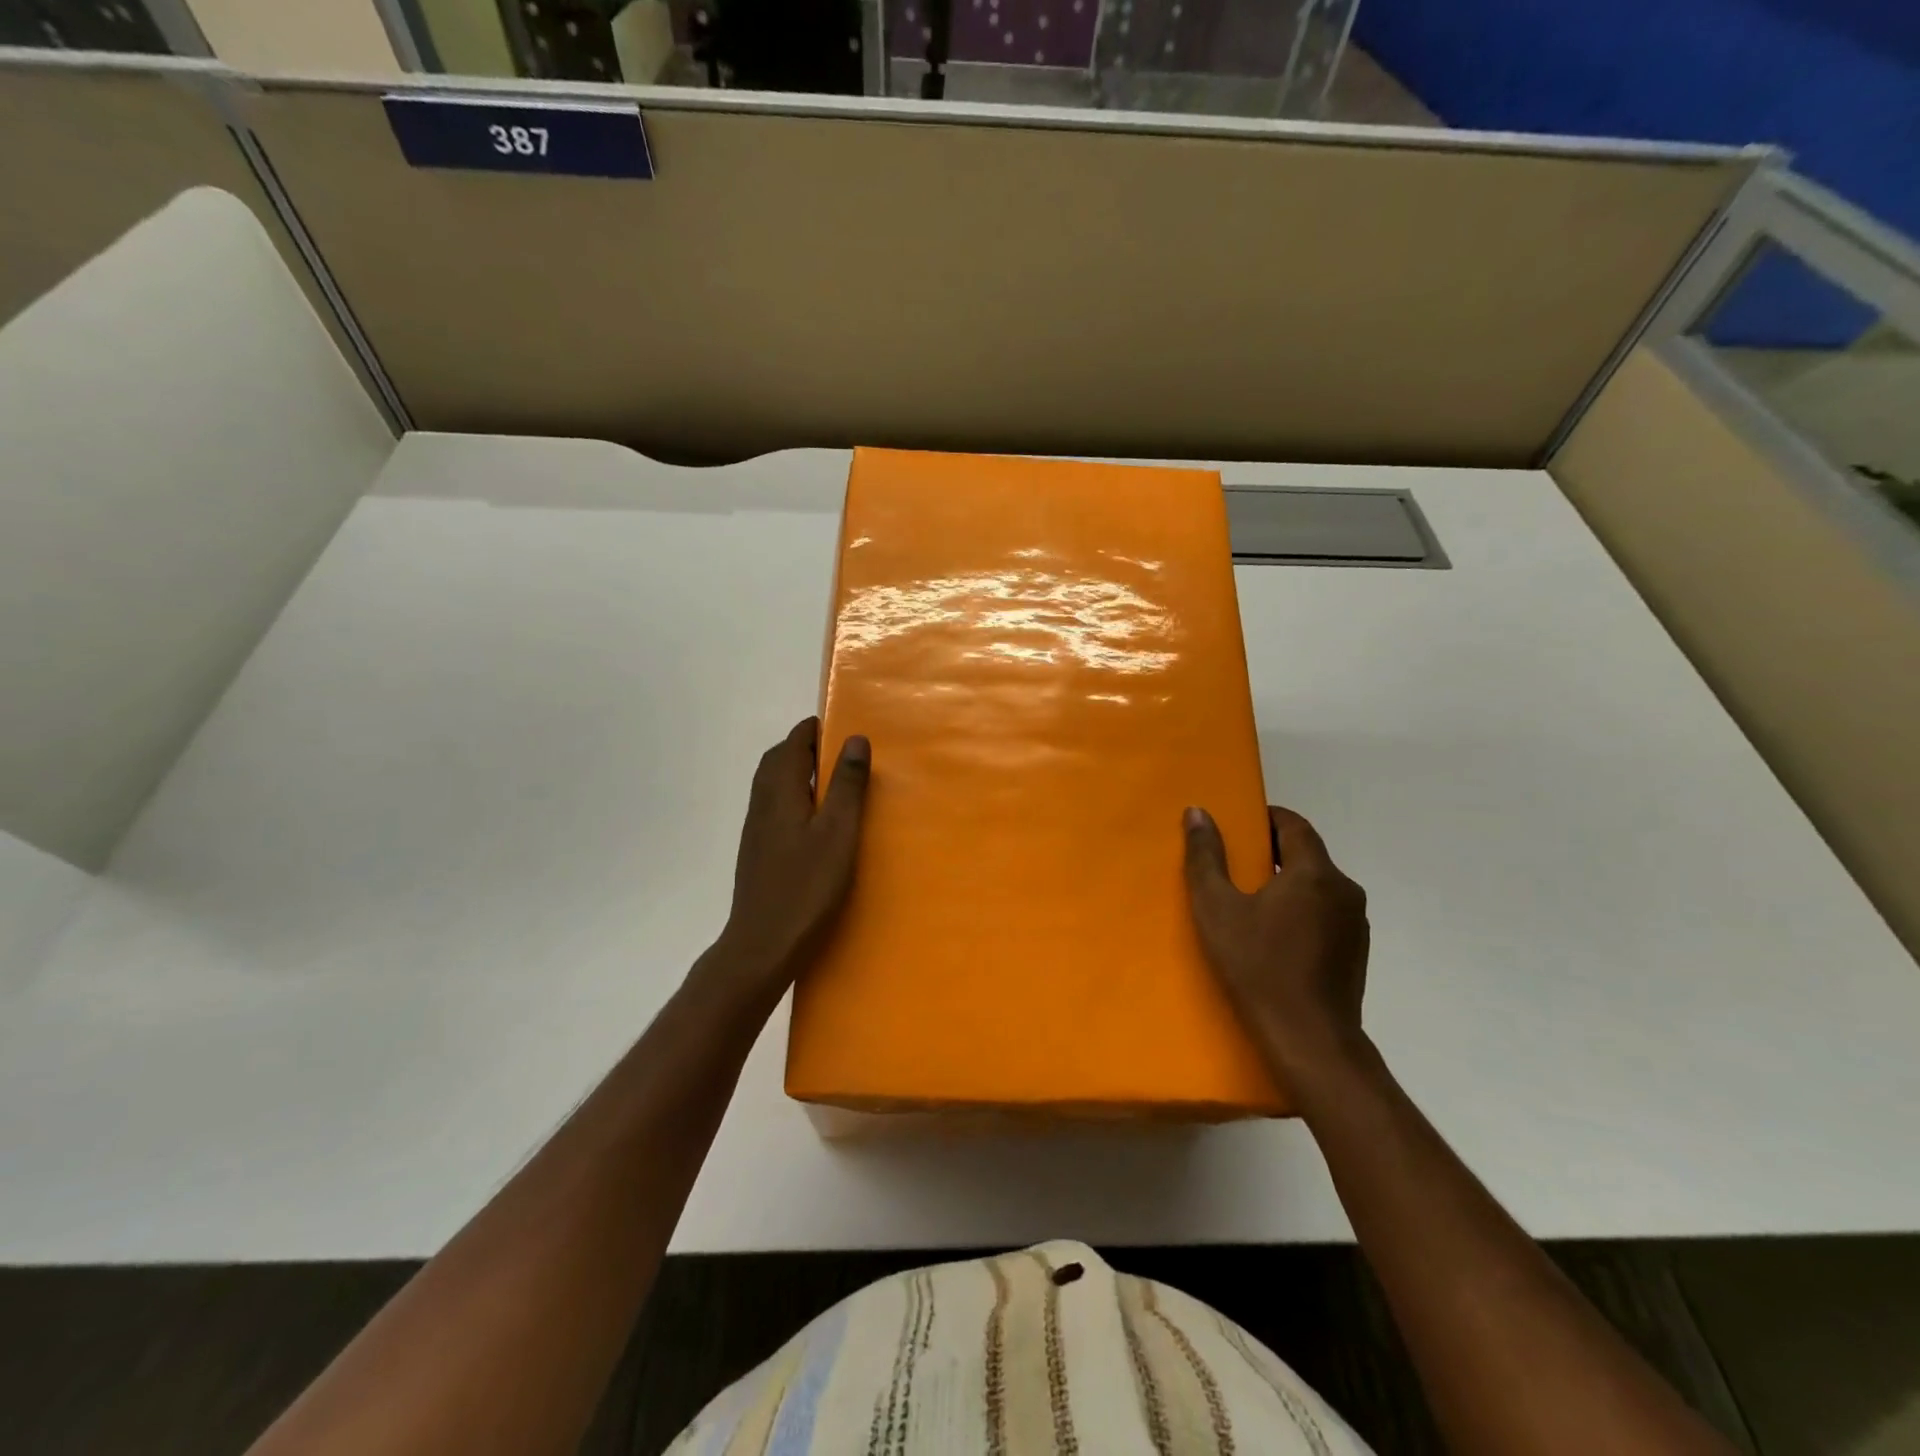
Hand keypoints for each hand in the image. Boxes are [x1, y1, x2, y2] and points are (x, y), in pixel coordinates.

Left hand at [711, 718, 870, 997]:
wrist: (761, 944)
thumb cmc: (806, 887)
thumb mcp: (838, 833)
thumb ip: (847, 785)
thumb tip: (854, 738)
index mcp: (781, 791)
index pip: (793, 743)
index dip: (814, 730)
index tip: (841, 726)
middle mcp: (762, 803)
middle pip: (778, 760)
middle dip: (804, 747)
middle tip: (839, 752)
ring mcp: (756, 828)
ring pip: (772, 784)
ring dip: (797, 772)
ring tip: (831, 782)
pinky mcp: (757, 850)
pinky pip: (773, 806)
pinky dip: (793, 796)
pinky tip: (814, 820)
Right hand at [1183, 804, 1370, 1081]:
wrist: (1310, 1041)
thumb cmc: (1257, 967)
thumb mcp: (1217, 908)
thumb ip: (1205, 856)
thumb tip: (1197, 812)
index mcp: (1315, 872)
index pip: (1294, 824)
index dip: (1264, 819)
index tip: (1236, 827)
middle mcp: (1344, 889)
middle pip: (1306, 854)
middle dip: (1271, 852)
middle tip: (1233, 865)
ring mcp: (1356, 923)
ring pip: (1317, 885)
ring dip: (1287, 883)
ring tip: (1249, 902)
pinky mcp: (1357, 952)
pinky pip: (1326, 913)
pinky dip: (1301, 910)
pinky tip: (1274, 936)